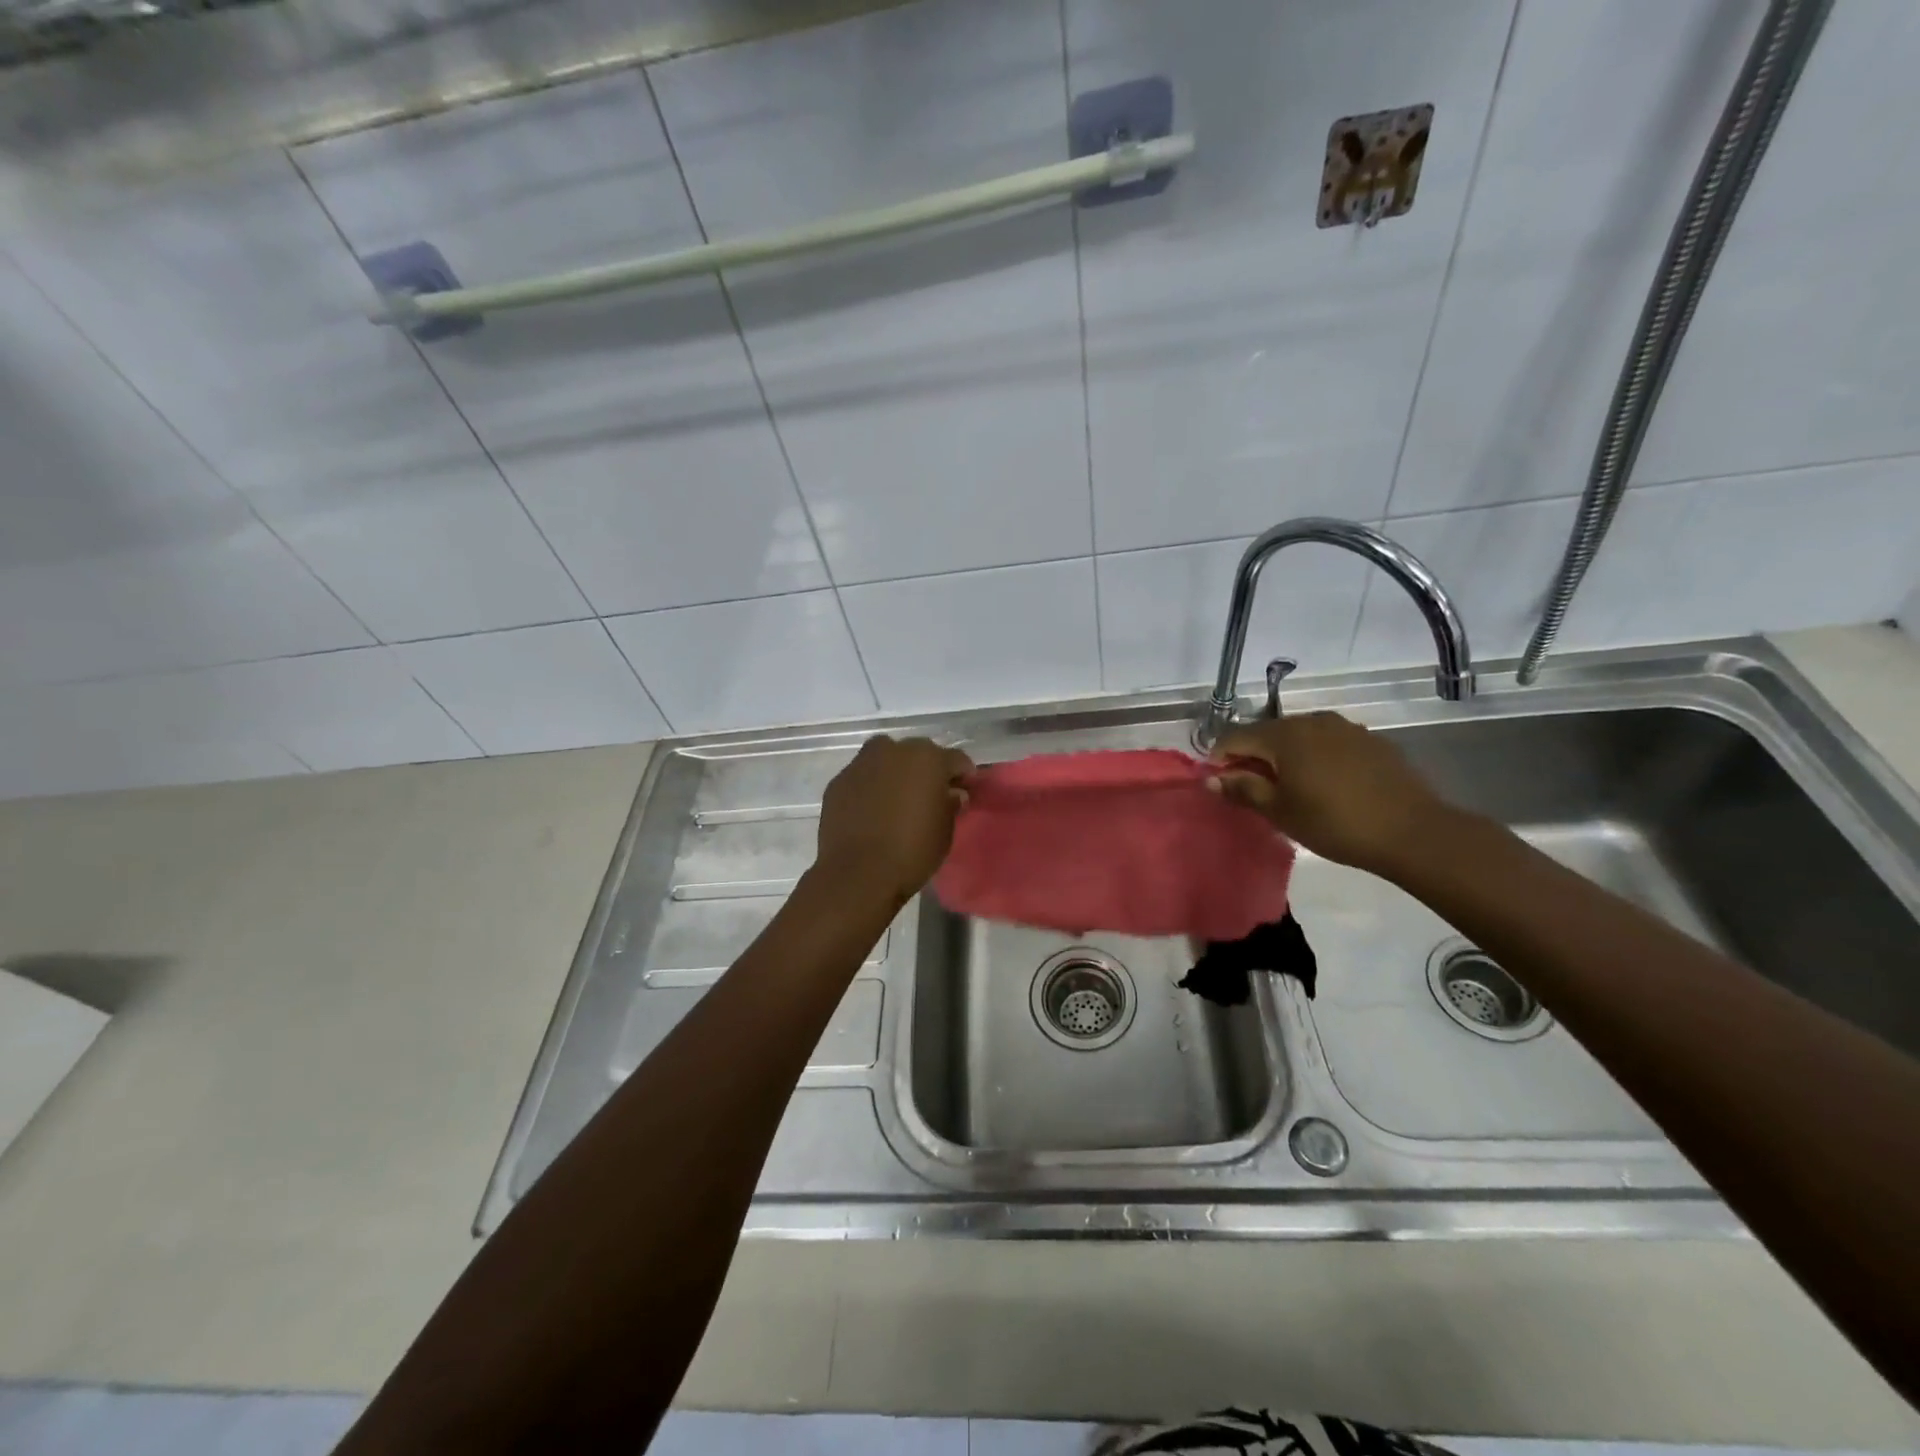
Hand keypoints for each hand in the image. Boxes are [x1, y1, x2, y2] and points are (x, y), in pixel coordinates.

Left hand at [815, 735, 973, 902]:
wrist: (857, 874)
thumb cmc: (912, 853)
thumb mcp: (945, 832)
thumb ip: (950, 805)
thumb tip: (951, 794)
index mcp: (928, 759)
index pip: (955, 759)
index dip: (963, 776)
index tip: (966, 791)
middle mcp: (894, 751)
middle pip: (918, 753)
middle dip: (927, 770)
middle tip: (931, 794)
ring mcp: (861, 764)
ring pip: (885, 759)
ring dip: (895, 772)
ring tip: (898, 798)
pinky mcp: (838, 781)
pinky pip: (862, 777)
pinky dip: (870, 787)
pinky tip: (872, 809)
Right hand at [1209, 711, 1457, 877]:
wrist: (1412, 831)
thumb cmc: (1334, 823)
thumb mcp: (1280, 812)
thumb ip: (1242, 790)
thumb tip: (1211, 779)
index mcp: (1284, 735)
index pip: (1236, 736)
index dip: (1220, 757)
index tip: (1218, 782)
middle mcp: (1312, 721)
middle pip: (1268, 732)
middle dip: (1253, 756)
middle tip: (1252, 788)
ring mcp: (1345, 727)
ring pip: (1300, 736)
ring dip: (1285, 756)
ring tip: (1289, 786)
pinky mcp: (1370, 740)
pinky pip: (1328, 742)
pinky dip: (1315, 757)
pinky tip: (1324, 784)